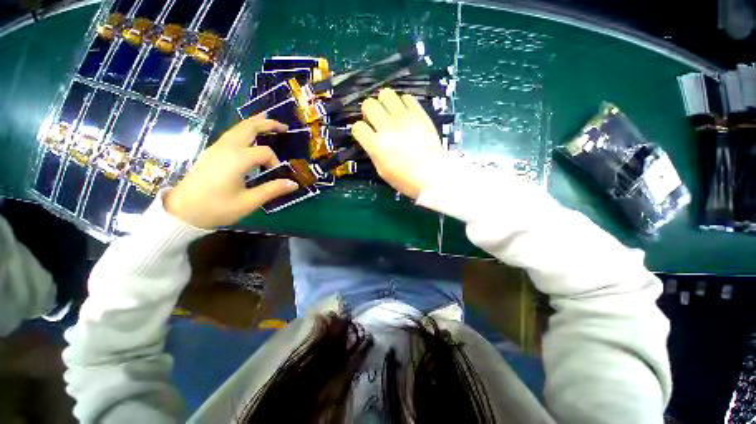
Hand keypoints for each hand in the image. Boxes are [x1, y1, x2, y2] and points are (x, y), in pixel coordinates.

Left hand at [164, 117, 298, 228]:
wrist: (181, 212)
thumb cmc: (216, 208)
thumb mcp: (248, 202)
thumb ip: (272, 190)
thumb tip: (294, 184)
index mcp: (237, 159)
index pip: (265, 152)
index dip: (275, 162)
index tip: (277, 177)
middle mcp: (226, 148)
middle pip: (248, 128)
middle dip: (267, 124)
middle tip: (283, 126)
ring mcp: (216, 148)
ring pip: (237, 128)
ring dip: (254, 123)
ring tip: (267, 120)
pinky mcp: (211, 153)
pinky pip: (230, 135)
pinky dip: (243, 130)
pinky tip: (249, 134)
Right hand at [352, 88, 444, 198]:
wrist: (432, 174)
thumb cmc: (405, 178)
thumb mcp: (382, 170)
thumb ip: (373, 152)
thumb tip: (371, 139)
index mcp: (376, 145)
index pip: (357, 127)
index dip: (359, 131)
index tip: (365, 135)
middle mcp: (387, 127)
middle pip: (368, 104)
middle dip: (368, 112)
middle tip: (376, 121)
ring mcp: (404, 117)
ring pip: (385, 94)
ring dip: (384, 103)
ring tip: (390, 114)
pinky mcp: (419, 113)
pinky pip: (406, 97)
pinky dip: (403, 103)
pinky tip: (405, 114)